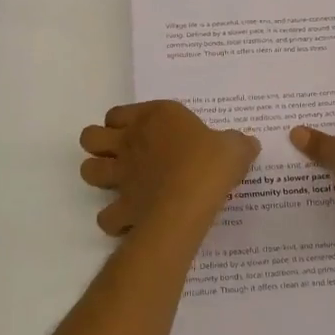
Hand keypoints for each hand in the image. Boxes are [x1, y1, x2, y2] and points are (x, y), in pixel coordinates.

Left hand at [79, 101, 259, 236]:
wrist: (190, 200)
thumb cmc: (210, 163)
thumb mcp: (234, 146)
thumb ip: (236, 143)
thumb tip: (246, 143)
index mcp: (154, 118)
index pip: (118, 113)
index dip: (123, 122)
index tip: (143, 132)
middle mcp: (130, 142)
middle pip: (91, 137)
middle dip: (100, 146)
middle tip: (122, 156)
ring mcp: (121, 176)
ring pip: (87, 171)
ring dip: (99, 177)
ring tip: (120, 185)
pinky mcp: (122, 207)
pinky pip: (106, 217)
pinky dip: (114, 220)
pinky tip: (129, 221)